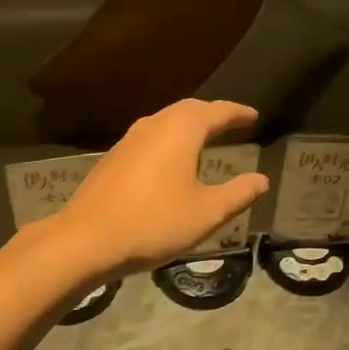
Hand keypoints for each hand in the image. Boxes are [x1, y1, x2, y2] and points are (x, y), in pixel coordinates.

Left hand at [55, 99, 270, 274]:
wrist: (86, 239)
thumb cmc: (155, 222)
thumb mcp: (207, 213)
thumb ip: (238, 193)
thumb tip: (261, 180)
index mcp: (181, 130)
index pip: (217, 112)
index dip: (238, 113)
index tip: (253, 116)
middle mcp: (154, 124)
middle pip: (189, 110)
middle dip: (212, 114)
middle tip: (231, 122)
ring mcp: (129, 139)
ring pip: (166, 121)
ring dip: (188, 125)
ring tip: (205, 138)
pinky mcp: (114, 157)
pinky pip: (150, 137)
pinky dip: (169, 139)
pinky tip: (170, 160)